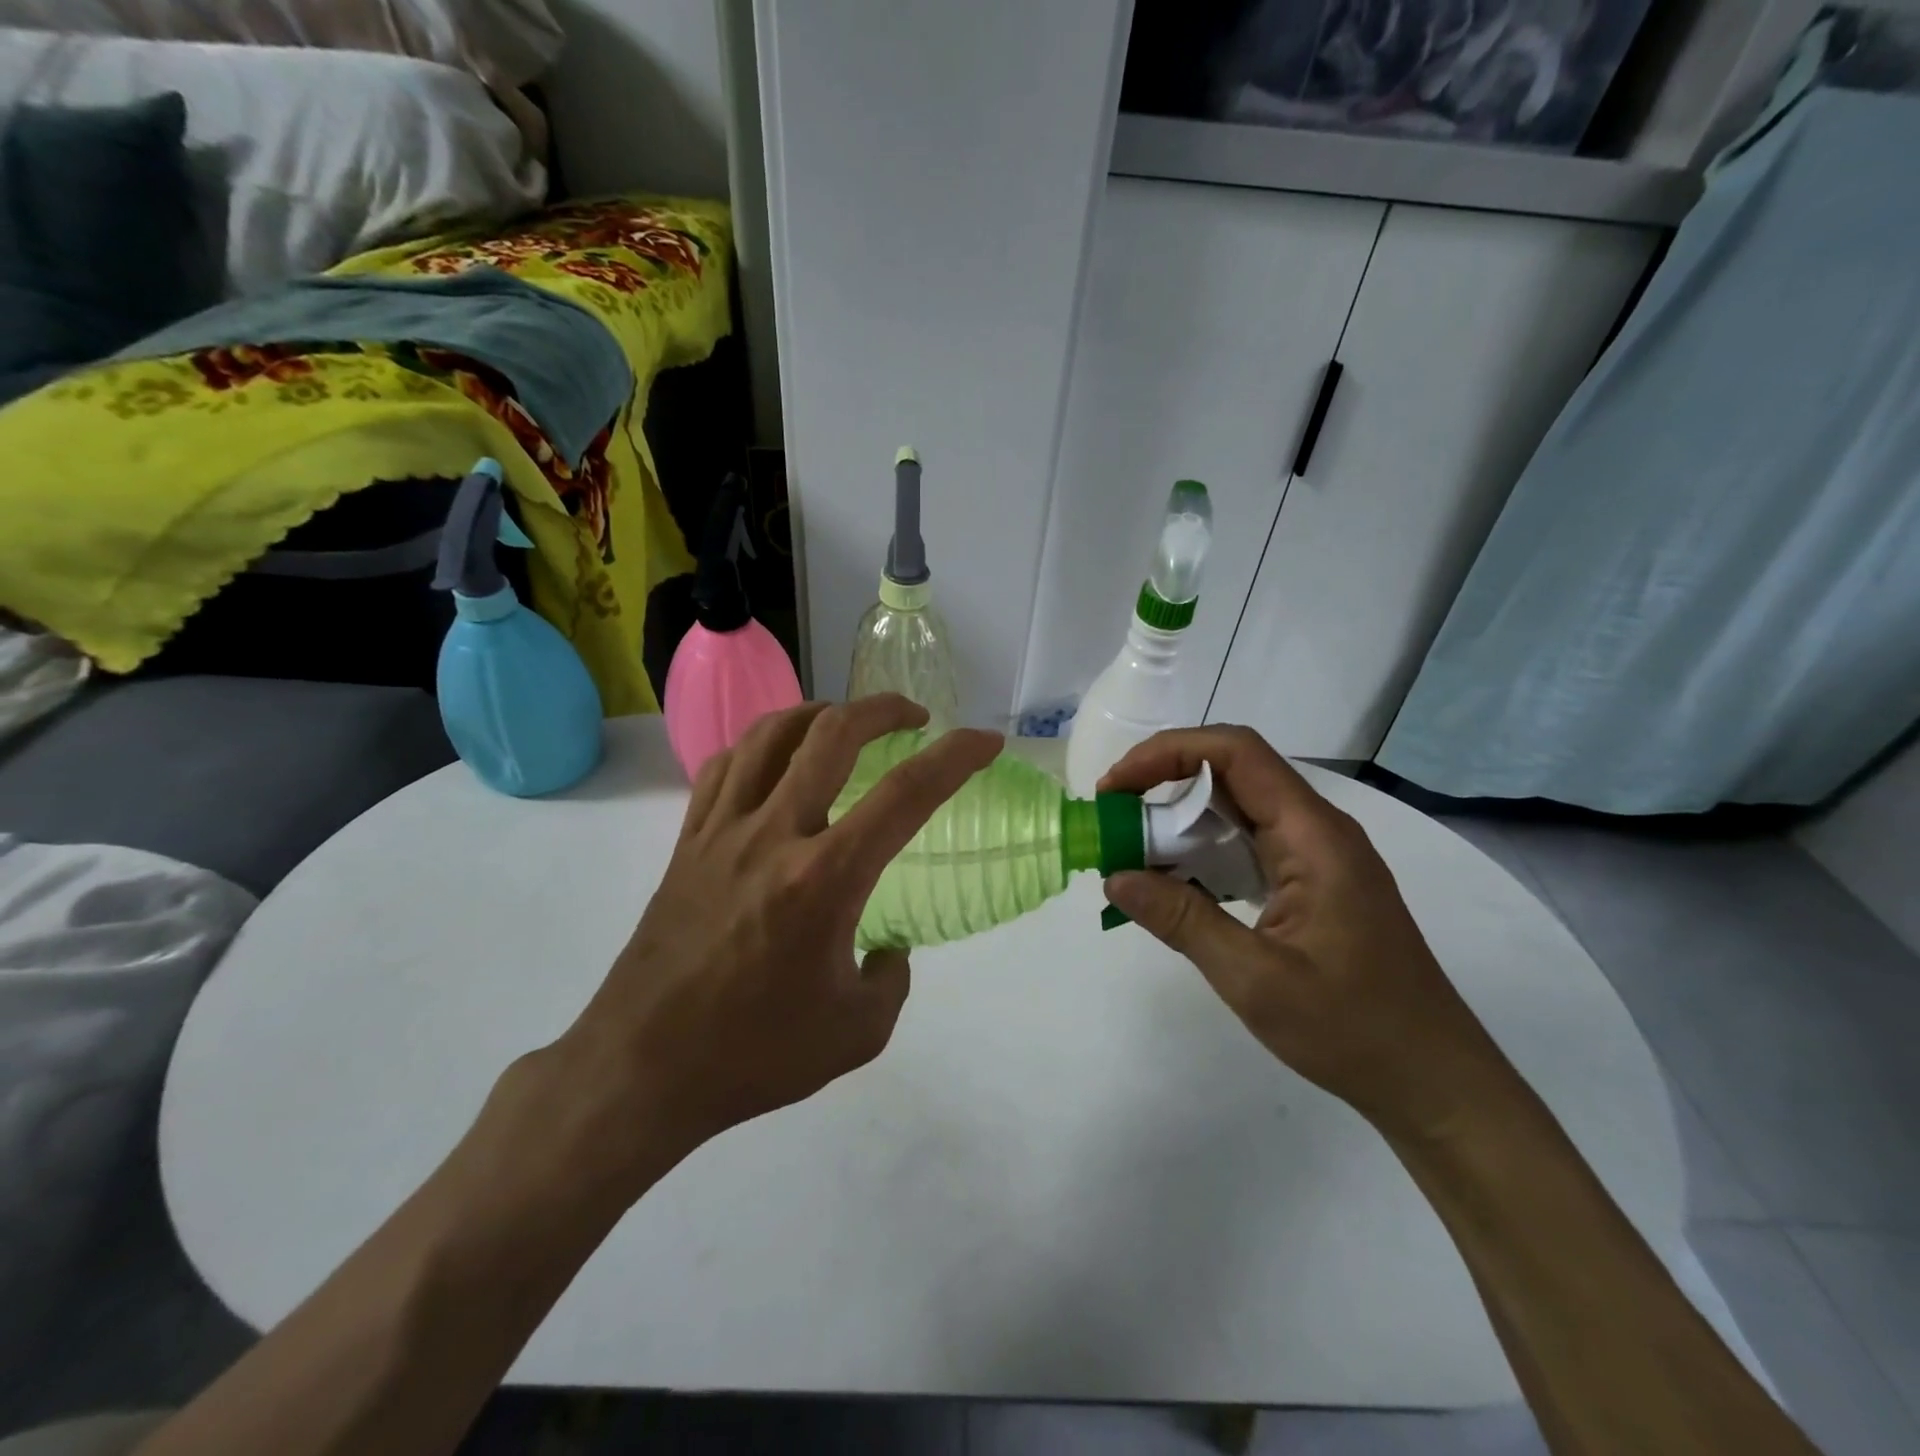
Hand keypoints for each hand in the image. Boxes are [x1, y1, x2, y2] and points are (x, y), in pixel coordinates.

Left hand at [558, 696, 1001, 1170]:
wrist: (642, 1068)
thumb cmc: (754, 1054)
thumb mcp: (857, 1032)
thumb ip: (892, 980)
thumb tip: (886, 948)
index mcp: (824, 879)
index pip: (907, 794)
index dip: (956, 757)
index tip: (985, 741)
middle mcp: (774, 835)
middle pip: (833, 733)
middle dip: (884, 709)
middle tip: (914, 718)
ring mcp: (722, 831)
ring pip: (772, 734)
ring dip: (821, 713)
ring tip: (846, 723)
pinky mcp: (687, 841)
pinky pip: (726, 765)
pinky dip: (763, 744)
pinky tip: (778, 760)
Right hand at [1099, 726, 1512, 1144]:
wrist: (1433, 1081)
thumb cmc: (1353, 1029)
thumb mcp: (1255, 980)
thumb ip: (1183, 919)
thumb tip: (1115, 876)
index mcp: (1313, 836)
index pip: (1235, 753)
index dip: (1167, 753)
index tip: (1115, 788)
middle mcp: (1317, 830)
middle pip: (1233, 772)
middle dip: (1164, 782)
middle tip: (1113, 819)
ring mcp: (1317, 855)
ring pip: (1238, 807)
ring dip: (1181, 818)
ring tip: (1132, 850)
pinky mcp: (1313, 882)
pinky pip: (1248, 843)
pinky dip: (1203, 849)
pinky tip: (1175, 882)